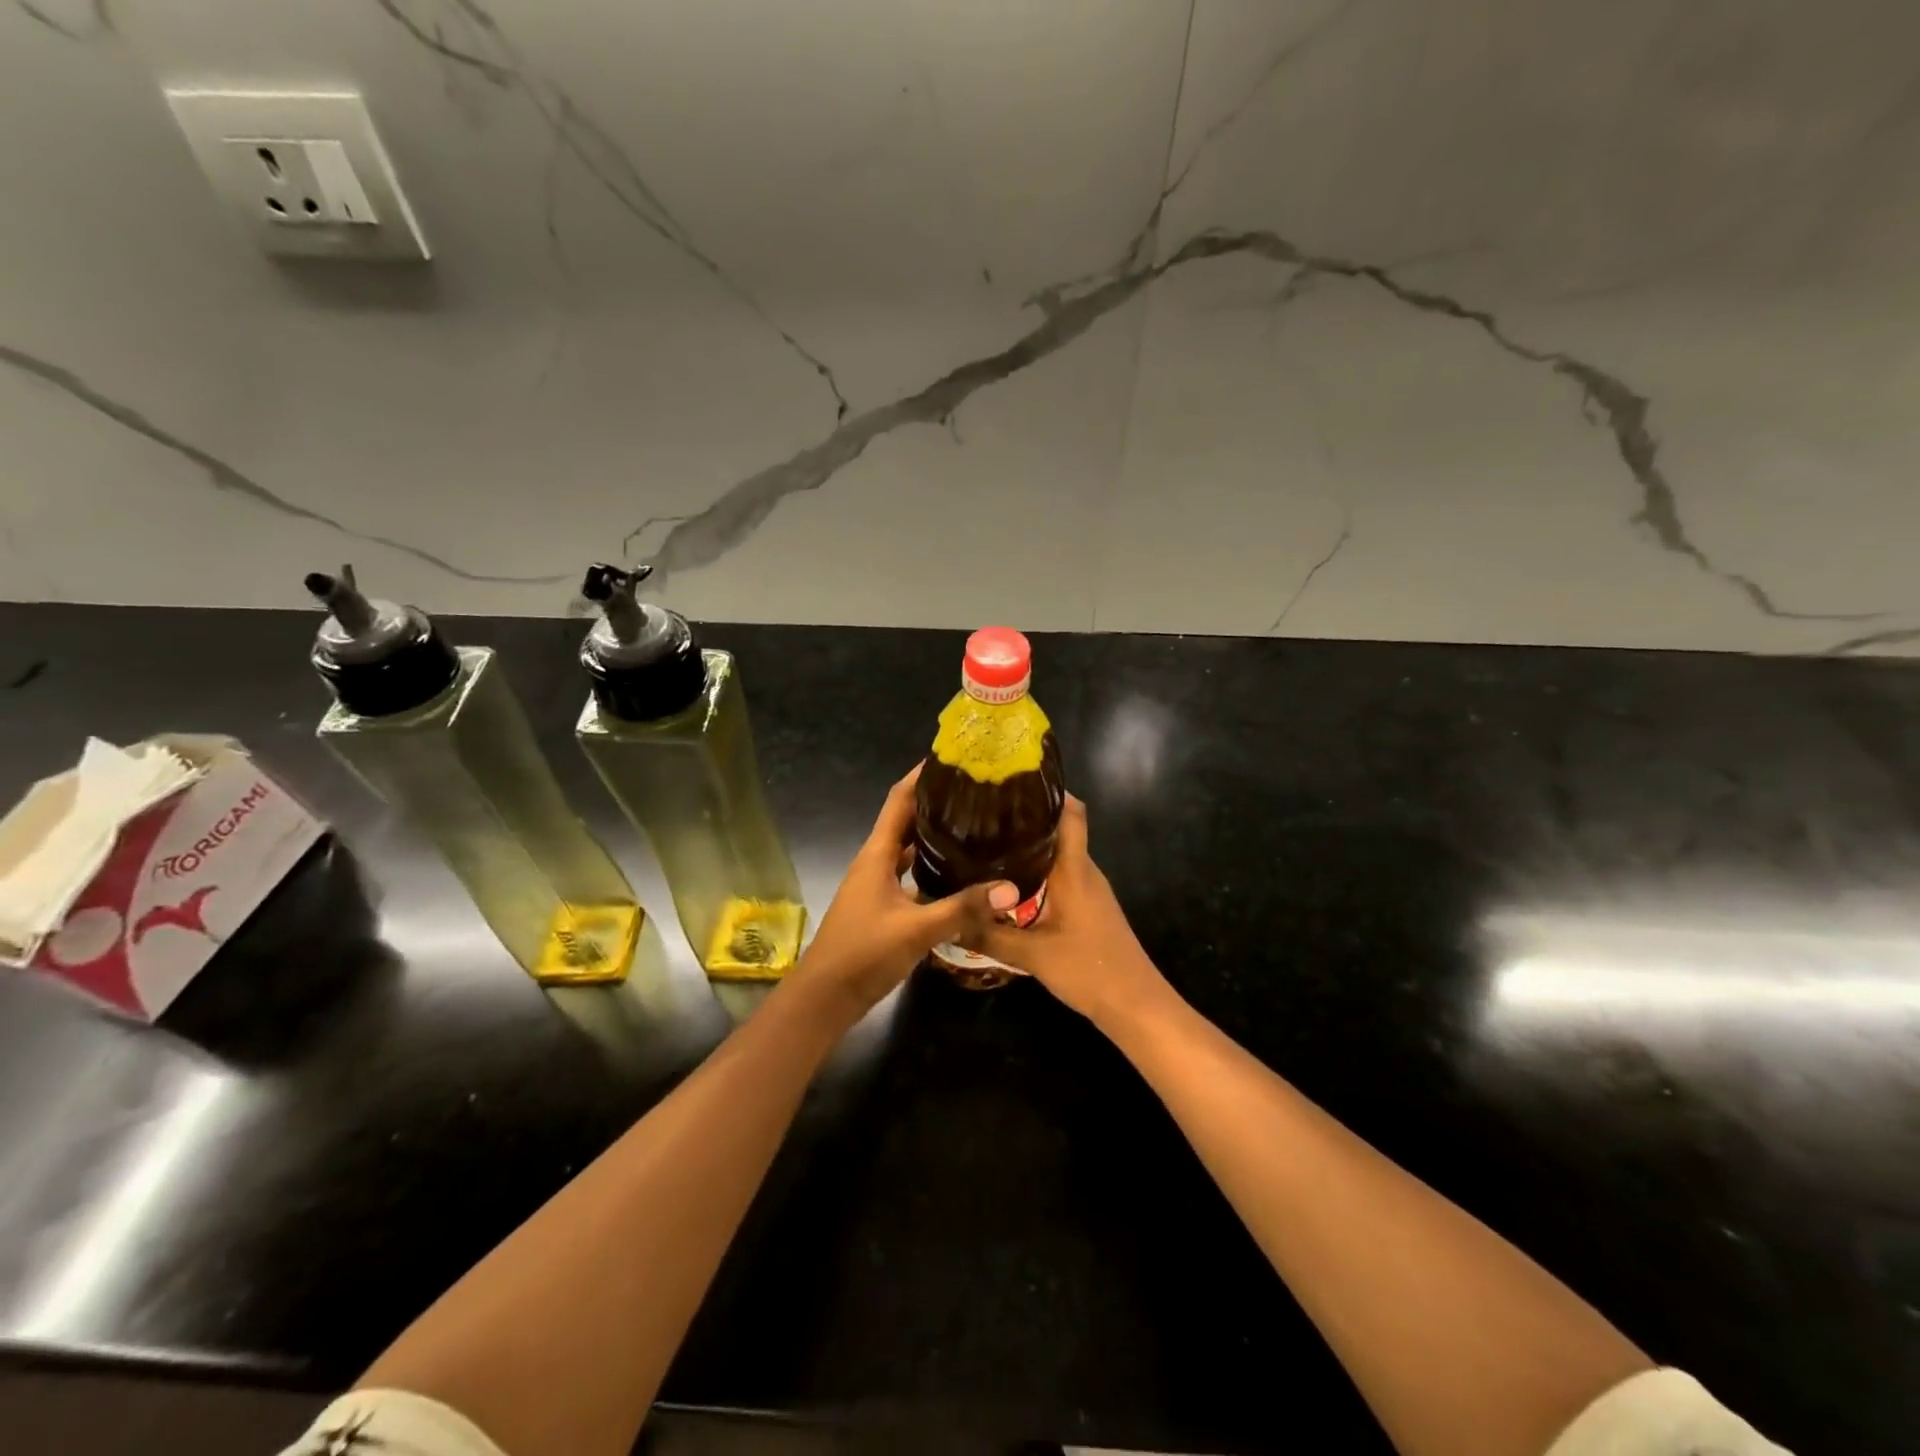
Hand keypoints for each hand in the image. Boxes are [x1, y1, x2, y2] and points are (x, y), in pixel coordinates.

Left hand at [795, 764, 1018, 1018]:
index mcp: (876, 854)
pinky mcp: (882, 907)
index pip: (898, 800)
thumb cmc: (863, 953)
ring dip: (933, 836)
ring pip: (907, 850)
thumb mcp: (917, 929)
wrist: (825, 998)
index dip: (920, 776)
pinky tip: (958, 875)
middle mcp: (875, 862)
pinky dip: (931, 868)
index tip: (951, 758)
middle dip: (935, 803)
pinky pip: (909, 875)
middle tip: (975, 792)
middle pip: (905, 821)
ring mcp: (876, 886)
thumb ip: (963, 908)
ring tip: (973, 826)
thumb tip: (1012, 888)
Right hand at [968, 796, 1173, 1031]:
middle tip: (983, 816)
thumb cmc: (1089, 969)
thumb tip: (948, 919)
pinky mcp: (1089, 908)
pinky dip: (1037, 872)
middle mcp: (1084, 871)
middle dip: (1025, 820)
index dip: (1049, 792)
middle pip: (1059, 830)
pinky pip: (1061, 877)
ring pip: (1058, 856)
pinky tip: (1009, 885)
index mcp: (1074, 869)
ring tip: (988, 845)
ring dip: (1029, 848)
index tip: (1013, 784)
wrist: (1136, 1006)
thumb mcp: (1031, 955)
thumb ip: (989, 935)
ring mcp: (1090, 890)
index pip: (1071, 813)